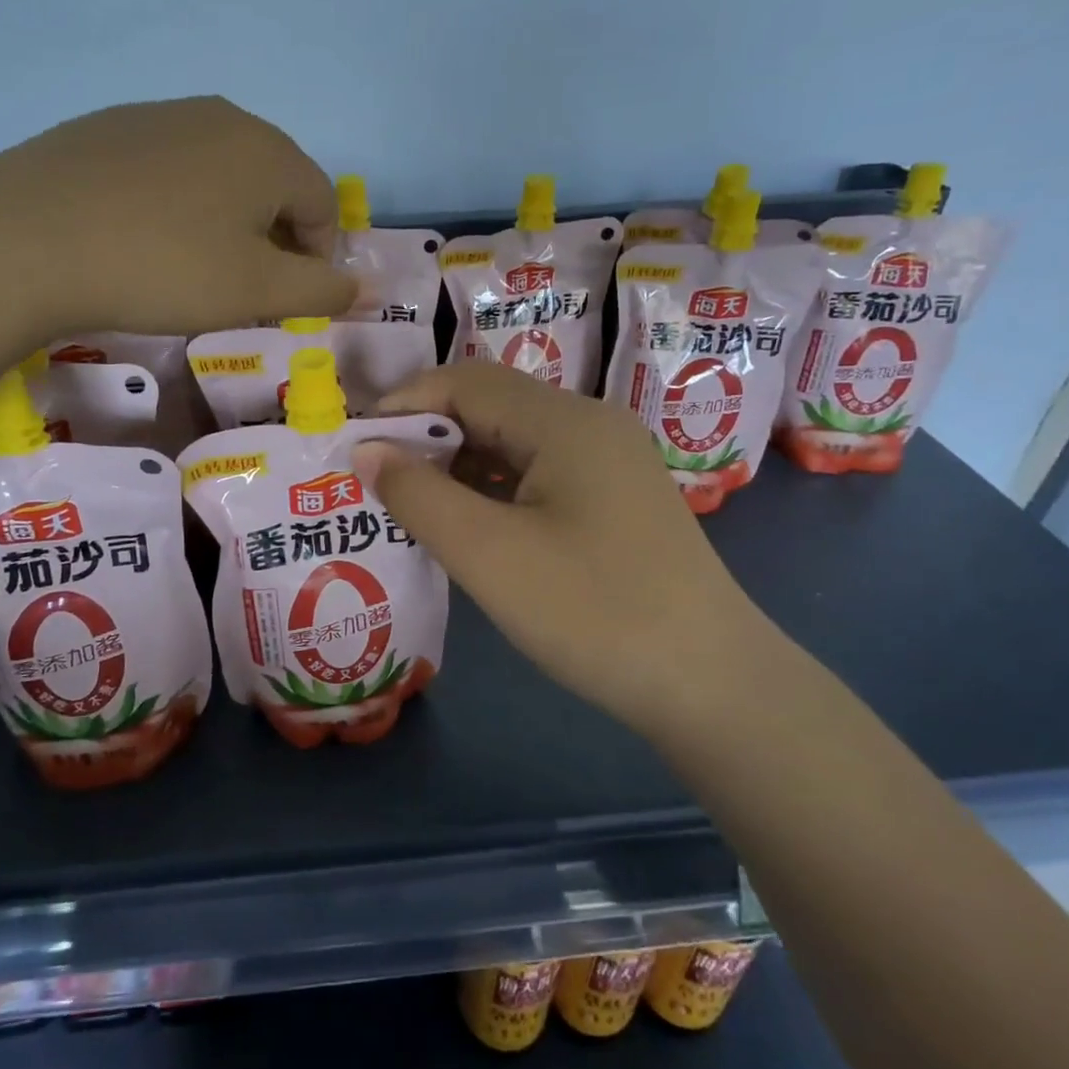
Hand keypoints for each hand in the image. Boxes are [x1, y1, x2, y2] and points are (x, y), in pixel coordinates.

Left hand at [0, 97, 356, 338]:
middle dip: (274, 238)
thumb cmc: (163, 267)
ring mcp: (160, 115)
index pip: (322, 204)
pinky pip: (169, 169)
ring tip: (193, 266)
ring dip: (227, 221)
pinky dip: (178, 204)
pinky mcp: (110, 128)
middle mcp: (222, 117)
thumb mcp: (256, 291)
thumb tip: (361, 287)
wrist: (28, 239)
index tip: (289, 299)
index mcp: (268, 150)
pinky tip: (144, 238)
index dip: (318, 257)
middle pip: (274, 183)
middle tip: (244, 287)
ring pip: (220, 174)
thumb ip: (320, 290)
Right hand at [353, 363, 775, 729]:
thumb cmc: (594, 613)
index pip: (464, 382)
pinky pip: (539, 472)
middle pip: (490, 405)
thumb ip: (418, 495)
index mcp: (565, 420)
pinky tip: (468, 523)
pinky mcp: (615, 498)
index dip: (403, 406)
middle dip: (427, 435)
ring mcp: (609, 461)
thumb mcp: (490, 555)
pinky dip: (493, 488)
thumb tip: (366, 450)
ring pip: (514, 441)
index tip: (355, 447)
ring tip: (409, 503)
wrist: (712, 685)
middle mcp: (591, 424)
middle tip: (375, 479)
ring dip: (458, 464)